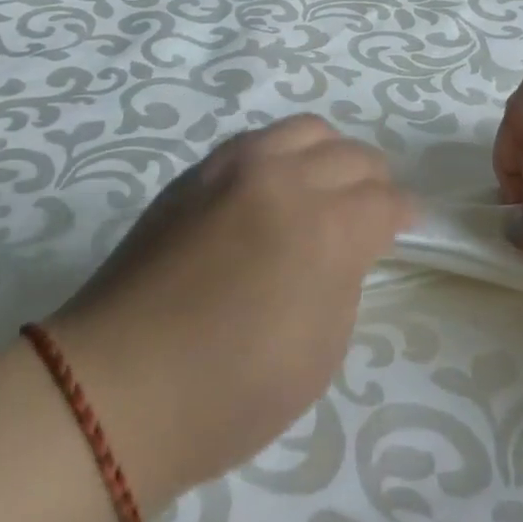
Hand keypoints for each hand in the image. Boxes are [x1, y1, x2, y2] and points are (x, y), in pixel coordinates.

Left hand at [46, 116, 412, 513]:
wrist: (116, 387)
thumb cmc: (229, 392)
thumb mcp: (321, 351)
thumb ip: (346, 279)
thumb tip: (347, 247)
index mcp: (327, 228)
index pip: (385, 201)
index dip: (404, 213)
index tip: (406, 224)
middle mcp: (287, 179)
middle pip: (353, 155)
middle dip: (373, 180)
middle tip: (371, 209)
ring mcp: (238, 165)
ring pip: (307, 129)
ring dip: (330, 154)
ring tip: (325, 185)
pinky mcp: (199, 169)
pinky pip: (258, 139)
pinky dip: (283, 154)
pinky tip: (275, 186)